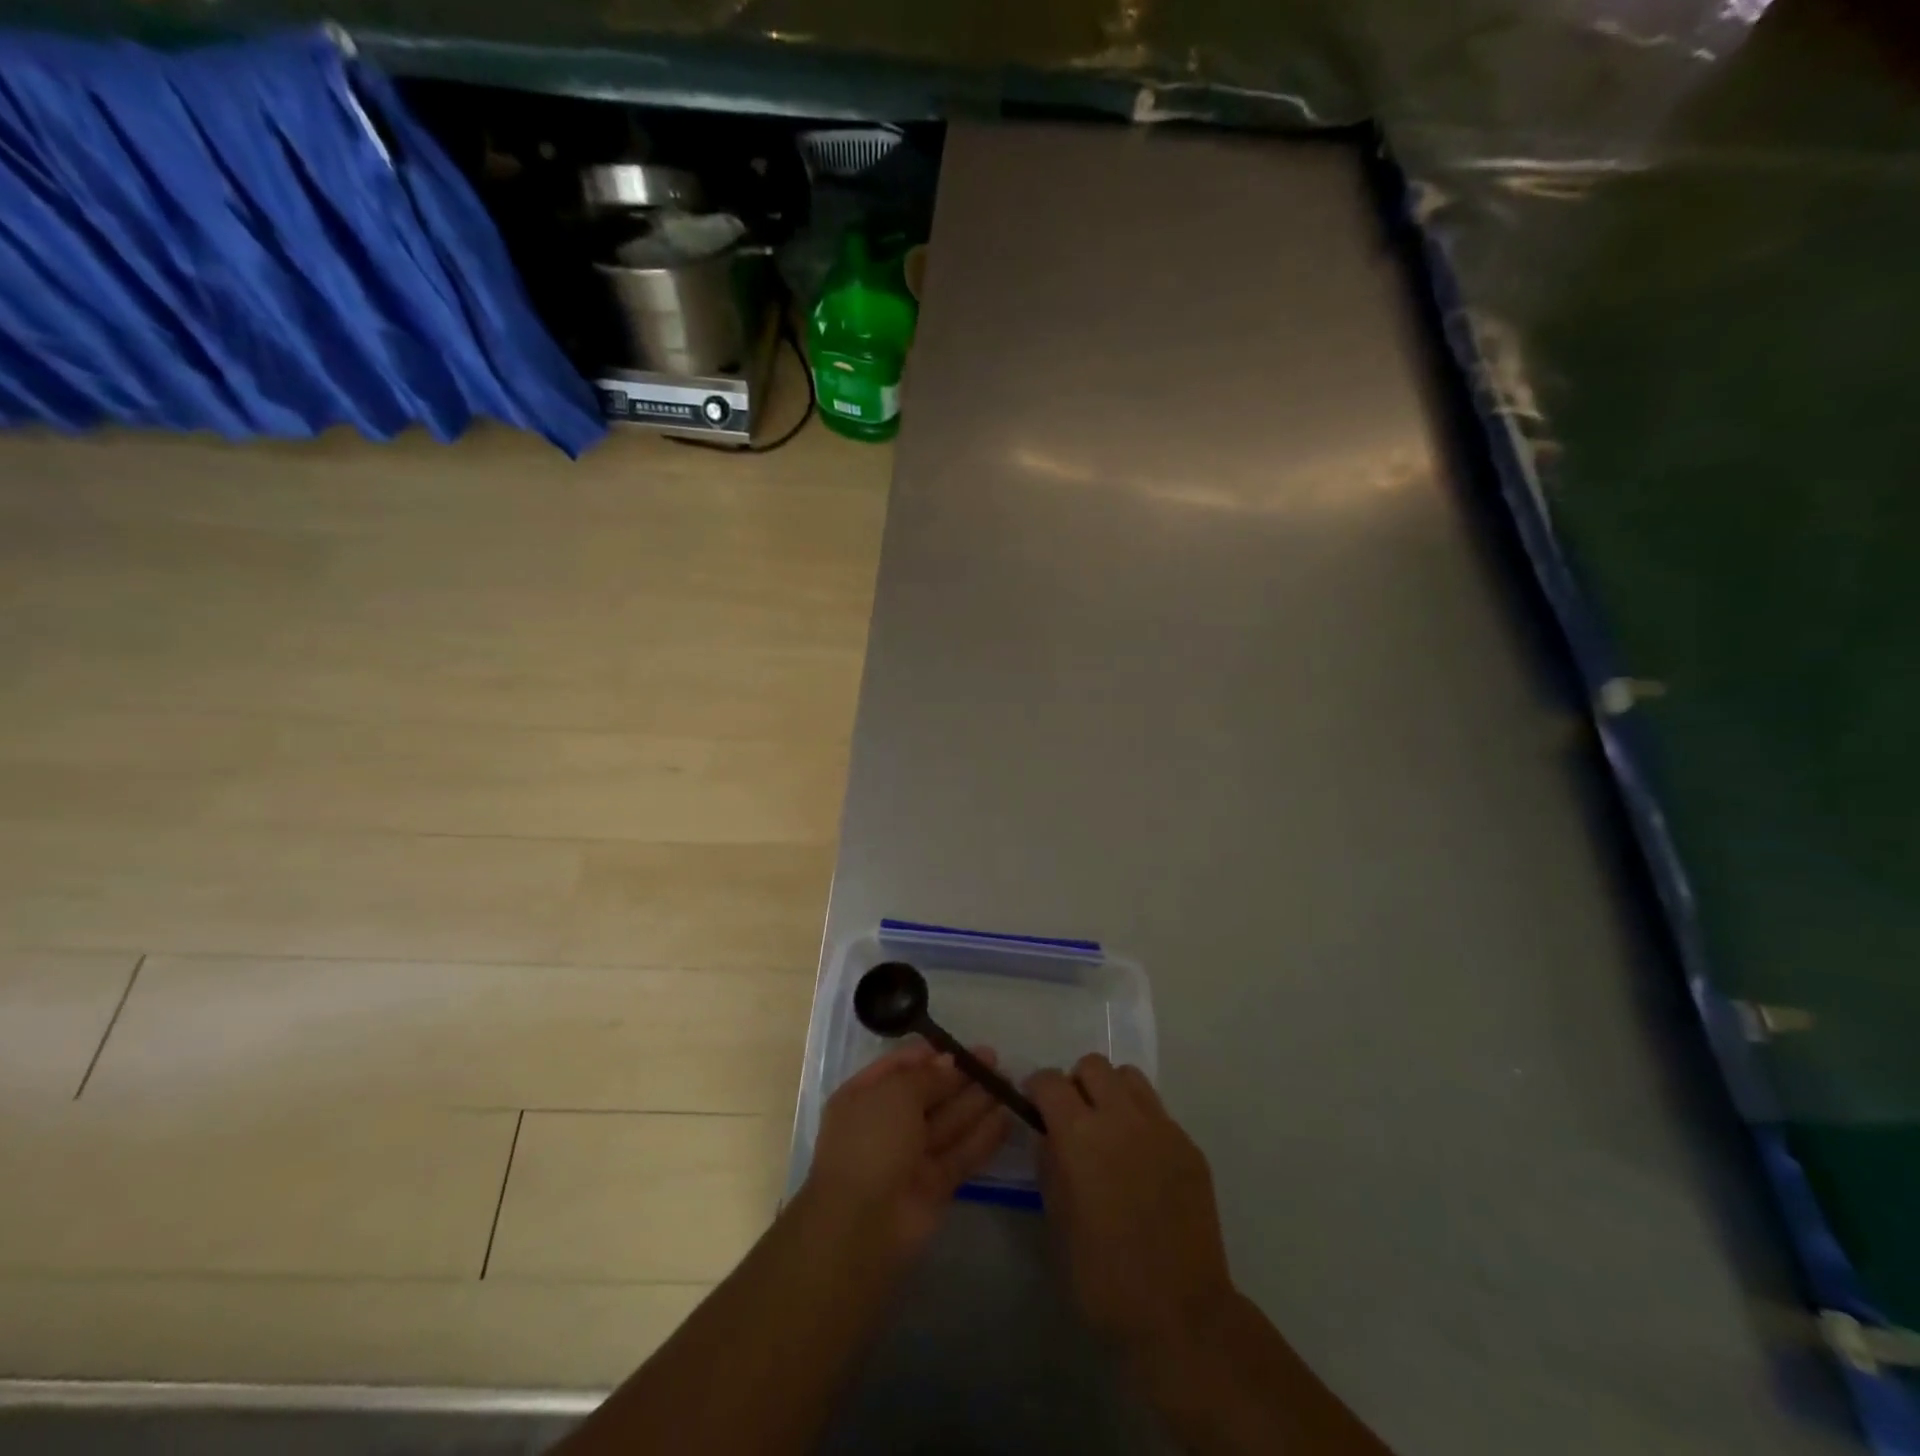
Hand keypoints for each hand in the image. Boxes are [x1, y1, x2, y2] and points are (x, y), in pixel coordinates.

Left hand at [802, 1041, 1011, 1263]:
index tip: (963, 1045)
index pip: (900, 1066)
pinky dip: (983, 1137)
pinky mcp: (934, 1185)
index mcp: (864, 1096)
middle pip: (929, 1093)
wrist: (863, 1224)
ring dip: (977, 1102)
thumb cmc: (872, 1141)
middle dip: (960, 1076)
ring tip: (1009, 1082)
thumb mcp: (896, 1092)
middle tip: (994, 1060)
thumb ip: (927, 1075)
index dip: (931, 1054)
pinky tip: (1008, 1118)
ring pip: (948, 1122)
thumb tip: (950, 1062)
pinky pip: (961, 1153)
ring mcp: (910, 1156)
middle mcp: (887, 1123)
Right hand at [1028, 1054, 1235, 1360]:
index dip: (1037, 1087)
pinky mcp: (1189, 1146)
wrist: (1181, 1316)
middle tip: (1073, 1116)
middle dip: (1076, 1082)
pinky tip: (1140, 1161)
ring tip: (1108, 1129)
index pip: (1051, 1081)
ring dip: (1111, 1092)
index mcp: (1081, 1135)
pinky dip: (1141, 1120)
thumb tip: (1049, 1135)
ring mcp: (1161, 1128)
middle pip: (1093, 1065)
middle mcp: (1121, 1117)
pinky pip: (1157, 1111)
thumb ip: (1050, 1166)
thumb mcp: (1057, 1223)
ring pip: (1129, 1078)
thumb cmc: (1104, 1278)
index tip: (1033, 1104)